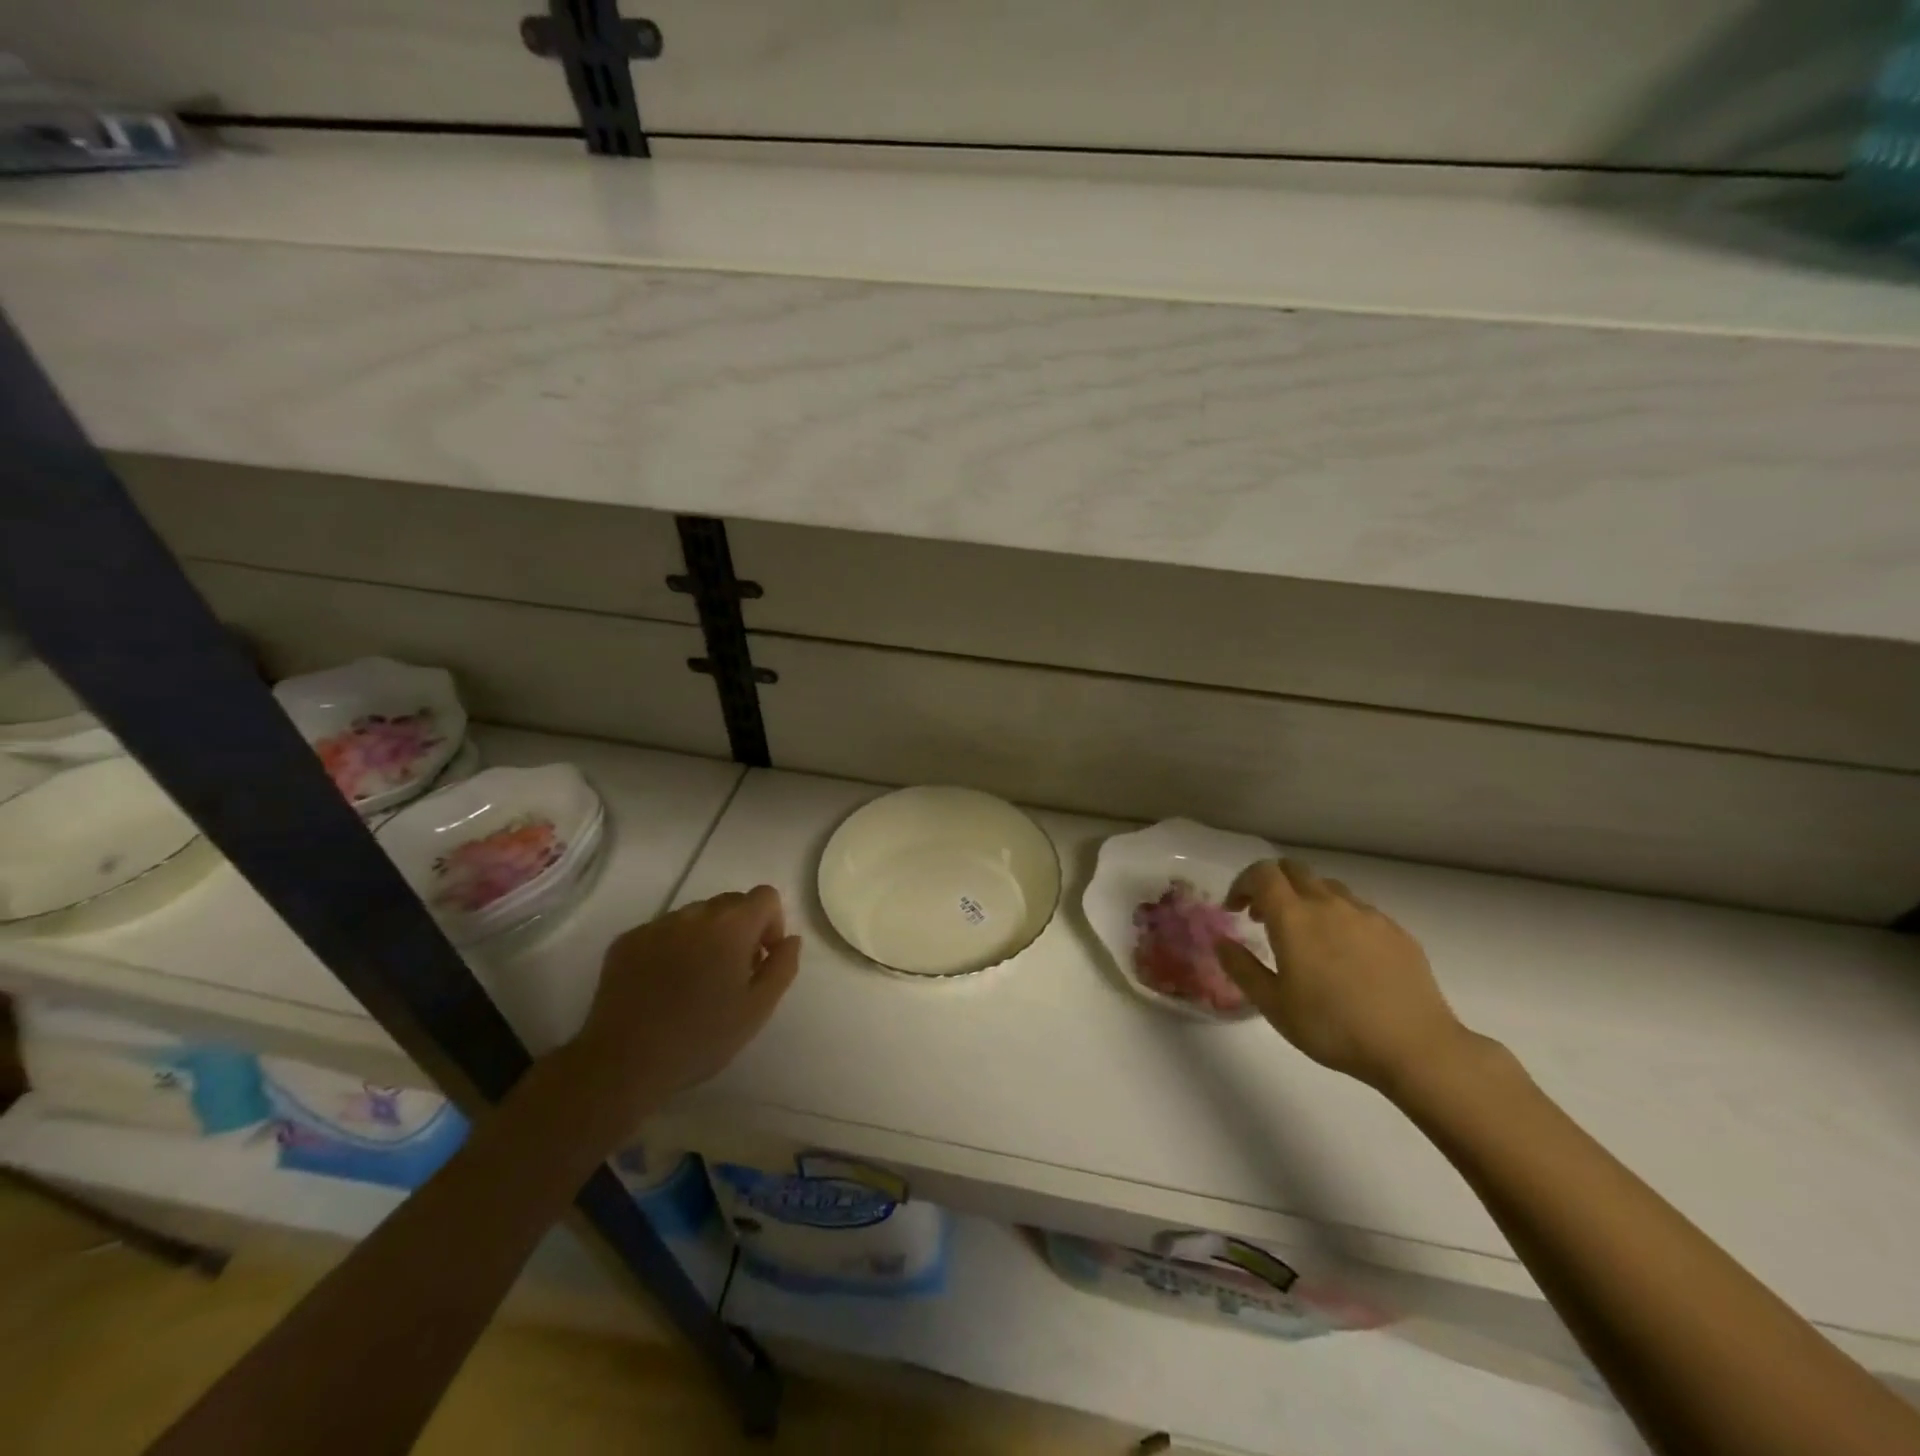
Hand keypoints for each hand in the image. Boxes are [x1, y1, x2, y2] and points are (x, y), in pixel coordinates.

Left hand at [556, 886, 801, 1140]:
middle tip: (732, 973)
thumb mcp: (758, 1009)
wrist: (623, 1062)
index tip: (761, 959)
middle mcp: (695, 913)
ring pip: (695, 917)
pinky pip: (662, 932)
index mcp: (732, 925)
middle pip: (730, 902)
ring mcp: (656, 925)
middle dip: (740, 929)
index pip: (766, 896)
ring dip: (705, 937)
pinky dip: (672, 948)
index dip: (772, 923)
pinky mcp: (626, 941)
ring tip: (694, 982)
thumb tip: (790, 939)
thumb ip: (783, 966)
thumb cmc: (701, 1037)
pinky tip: (663, 986)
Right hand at [1217, 859, 1472, 1091]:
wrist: (1416, 1048)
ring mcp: (1367, 914)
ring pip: (1327, 887)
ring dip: (1306, 899)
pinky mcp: (1396, 931)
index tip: (1235, 910)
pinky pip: (1358, 909)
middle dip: (1271, 885)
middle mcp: (1329, 904)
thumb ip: (1242, 968)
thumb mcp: (1273, 1005)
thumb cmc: (1333, 1027)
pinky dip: (1339, 917)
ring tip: (1305, 936)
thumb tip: (1220, 941)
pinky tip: (1345, 954)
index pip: (1262, 873)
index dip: (1242, 884)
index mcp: (1294, 917)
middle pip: (1294, 870)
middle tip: (1264, 918)